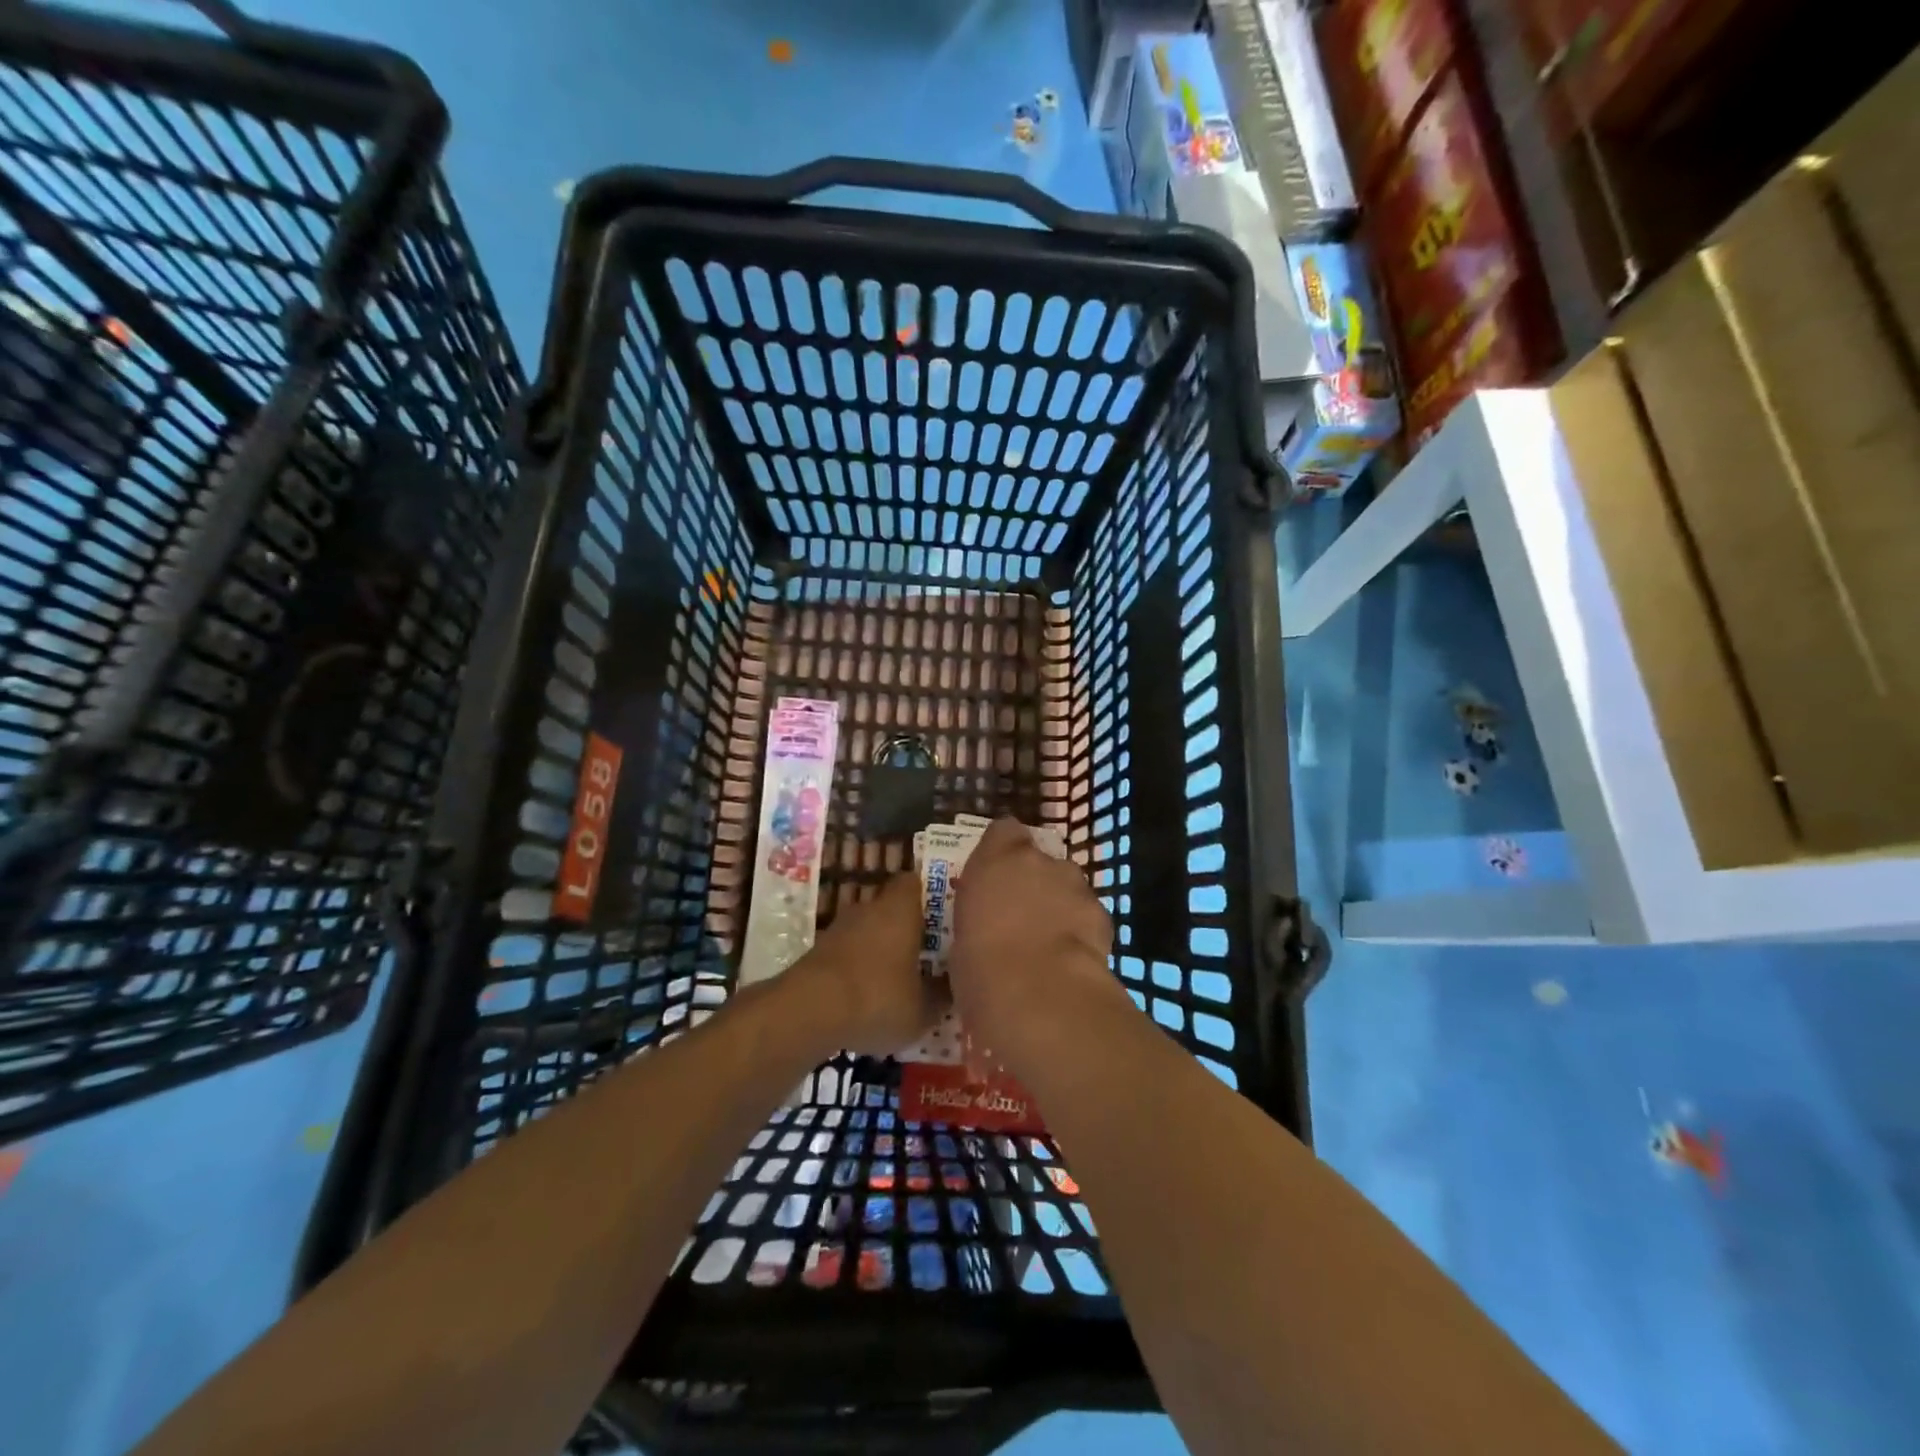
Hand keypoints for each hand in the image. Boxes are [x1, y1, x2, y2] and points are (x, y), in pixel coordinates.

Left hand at [796, 872, 949, 1056]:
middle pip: (891, 907)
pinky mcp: (818, 952)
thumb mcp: (922, 1009)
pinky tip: (869, 996)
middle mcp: (869, 908)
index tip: (943, 916)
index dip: (928, 895)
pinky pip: (848, 952)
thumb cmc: (877, 998)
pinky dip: (859, 968)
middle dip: (906, 927)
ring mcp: (839, 928)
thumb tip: (953, 988)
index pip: (914, 882)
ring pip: (868, 930)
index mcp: (900, 908)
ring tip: (899, 979)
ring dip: (881, 949)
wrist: (807, 1012)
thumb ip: (941, 996)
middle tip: (927, 952)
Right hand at [948, 818, 1121, 1079]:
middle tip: (1019, 917)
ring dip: (1058, 904)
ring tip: (1048, 943)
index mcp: (996, 859)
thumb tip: (987, 928)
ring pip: (1067, 886)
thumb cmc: (981, 966)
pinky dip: (1081, 930)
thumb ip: (980, 916)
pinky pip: (1088, 915)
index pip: (1003, 830)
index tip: (995, 874)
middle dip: (1033, 881)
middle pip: (1039, 860)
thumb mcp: (962, 936)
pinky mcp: (1103, 914)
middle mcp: (1040, 861)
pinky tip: (1071, 960)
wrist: (1040, 994)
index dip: (1001, 849)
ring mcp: (1076, 885)